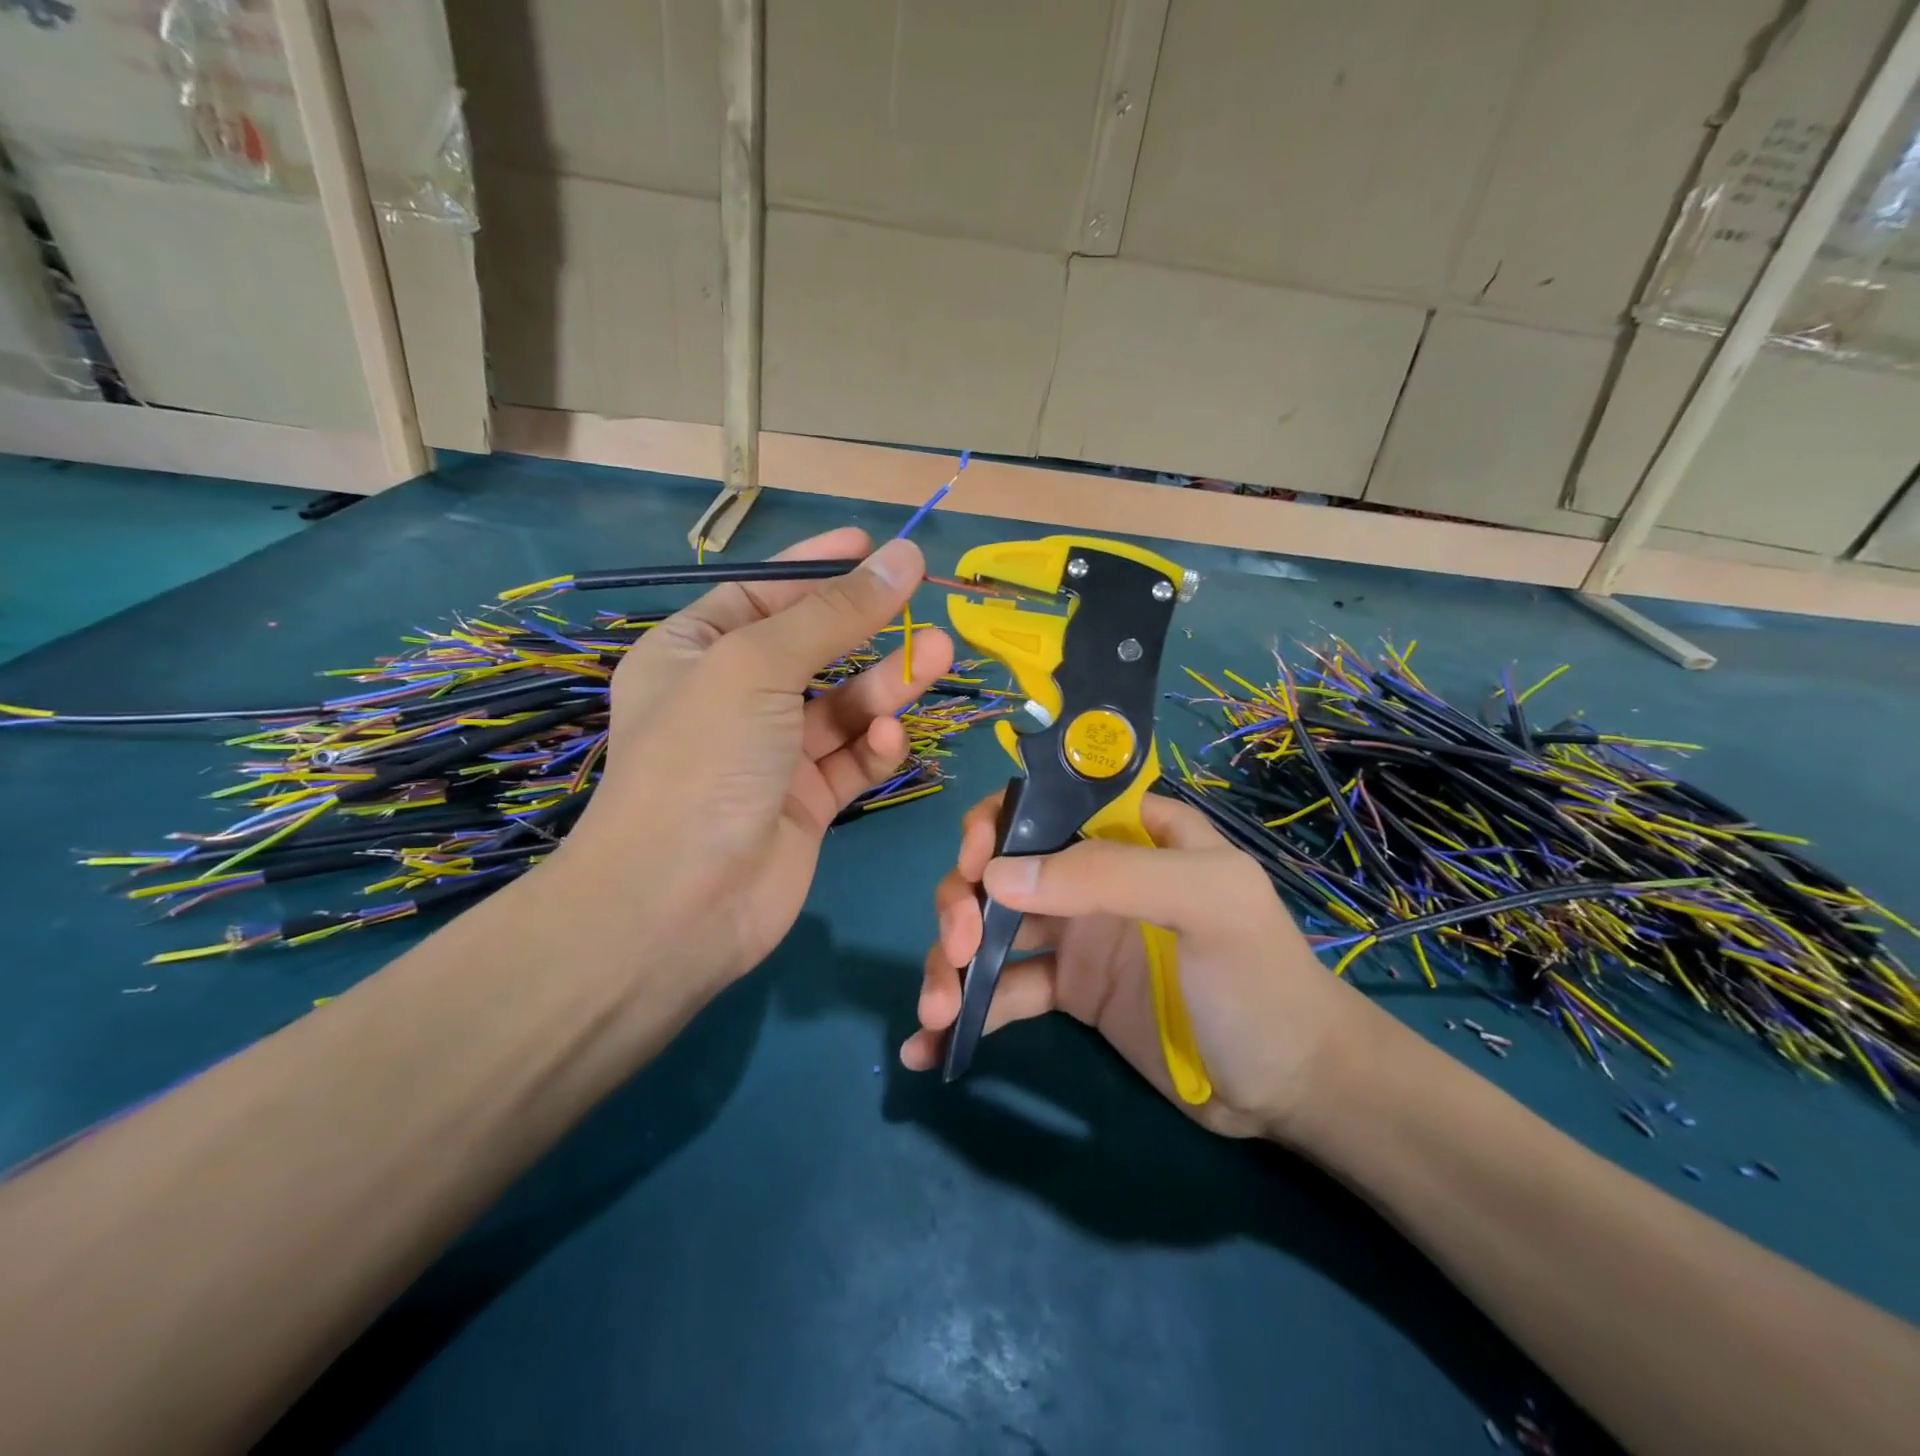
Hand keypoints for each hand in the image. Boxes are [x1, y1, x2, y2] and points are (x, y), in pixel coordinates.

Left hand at [552, 527, 953, 995]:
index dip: (818, 568)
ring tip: (939, 656)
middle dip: (868, 629)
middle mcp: (731, 700)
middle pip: (814, 649)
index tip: (874, 547)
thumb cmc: (703, 760)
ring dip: (888, 685)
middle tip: (924, 608)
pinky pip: (850, 760)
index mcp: (694, 653)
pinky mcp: (806, 802)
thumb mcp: (758, 665)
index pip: (763, 594)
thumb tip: (901, 556)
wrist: (679, 904)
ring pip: (843, 706)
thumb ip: (835, 613)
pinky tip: (888, 740)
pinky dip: (873, 747)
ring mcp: (771, 755)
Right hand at [901, 791, 1374, 1139]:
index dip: (995, 826)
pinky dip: (966, 1011)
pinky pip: (1003, 990)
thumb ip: (1110, 875)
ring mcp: (1075, 934)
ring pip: (990, 929)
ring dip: (952, 962)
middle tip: (959, 947)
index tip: (974, 868)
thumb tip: (996, 875)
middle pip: (1001, 868)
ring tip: (936, 1011)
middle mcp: (1092, 875)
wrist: (1291, 1087)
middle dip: (962, 901)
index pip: (1045, 805)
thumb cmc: (1260, 979)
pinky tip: (931, 1045)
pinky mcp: (1067, 991)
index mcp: (1129, 834)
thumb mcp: (1207, 905)